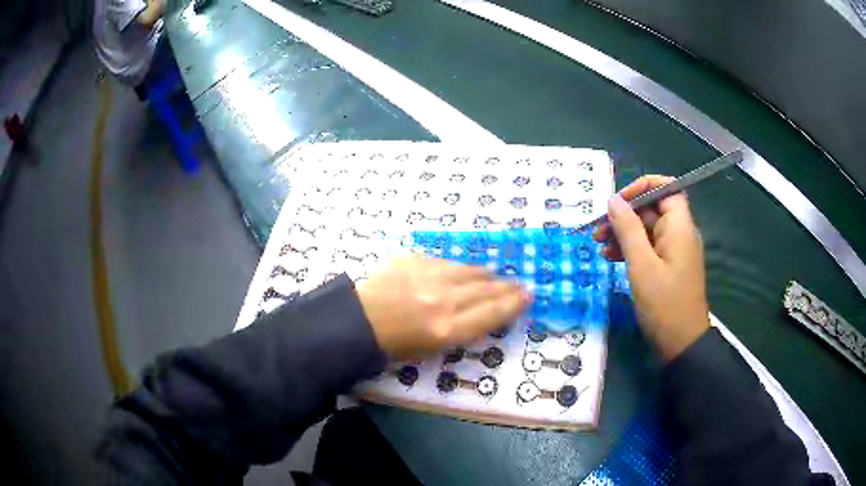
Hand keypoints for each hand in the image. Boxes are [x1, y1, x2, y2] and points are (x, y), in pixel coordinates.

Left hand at [356, 256, 530, 359]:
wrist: (357, 323)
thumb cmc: (394, 346)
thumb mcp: (432, 350)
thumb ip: (461, 329)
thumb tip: (481, 312)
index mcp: (447, 330)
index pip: (493, 313)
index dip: (514, 303)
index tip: (528, 295)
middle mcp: (443, 301)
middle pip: (486, 290)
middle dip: (506, 287)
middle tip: (518, 285)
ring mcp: (428, 277)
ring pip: (468, 271)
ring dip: (485, 275)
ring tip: (494, 277)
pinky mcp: (413, 260)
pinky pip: (445, 261)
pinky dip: (458, 268)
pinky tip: (462, 270)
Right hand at [593, 175, 709, 361]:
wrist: (681, 344)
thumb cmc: (664, 304)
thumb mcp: (641, 266)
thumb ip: (628, 229)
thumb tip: (613, 200)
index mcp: (679, 227)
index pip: (666, 188)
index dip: (642, 187)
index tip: (618, 202)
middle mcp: (680, 234)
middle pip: (652, 210)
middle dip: (625, 216)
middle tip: (598, 230)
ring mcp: (675, 252)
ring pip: (648, 230)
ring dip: (623, 234)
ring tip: (599, 246)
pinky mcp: (669, 267)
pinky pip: (649, 248)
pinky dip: (631, 250)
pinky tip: (611, 259)